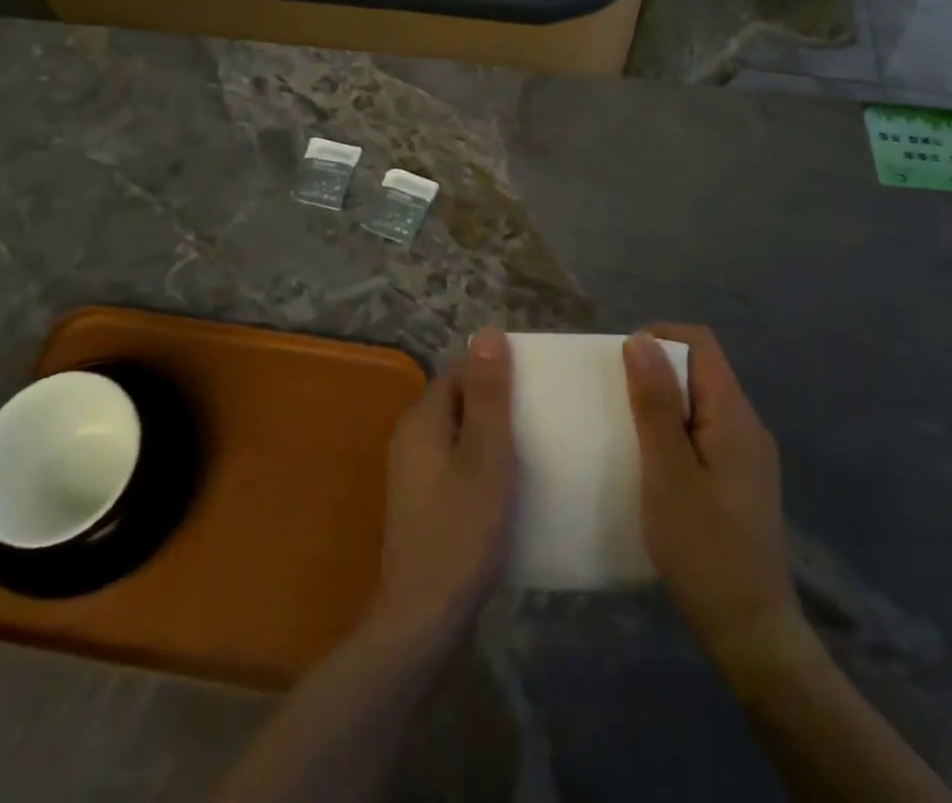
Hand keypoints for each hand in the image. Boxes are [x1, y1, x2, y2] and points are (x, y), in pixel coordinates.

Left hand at [367, 328, 516, 654]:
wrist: (424, 619)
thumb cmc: (461, 531)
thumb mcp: (486, 457)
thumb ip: (488, 395)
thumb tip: (488, 332)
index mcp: (422, 420)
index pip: (459, 372)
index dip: (494, 371)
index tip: (533, 382)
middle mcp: (411, 438)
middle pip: (457, 401)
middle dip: (496, 402)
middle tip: (540, 414)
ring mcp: (414, 474)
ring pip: (458, 435)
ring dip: (491, 435)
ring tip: (534, 447)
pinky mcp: (423, 504)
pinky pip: (456, 465)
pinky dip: (481, 464)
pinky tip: (509, 486)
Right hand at [623, 325, 814, 675]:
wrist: (750, 633)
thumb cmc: (703, 548)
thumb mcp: (667, 472)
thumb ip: (655, 404)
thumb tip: (640, 340)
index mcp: (734, 415)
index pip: (701, 344)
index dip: (659, 338)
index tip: (620, 363)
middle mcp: (746, 427)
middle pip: (700, 371)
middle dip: (655, 373)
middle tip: (614, 399)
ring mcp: (745, 457)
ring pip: (698, 405)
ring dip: (661, 405)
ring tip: (624, 429)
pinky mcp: (738, 483)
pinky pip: (702, 435)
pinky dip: (672, 434)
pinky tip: (648, 464)